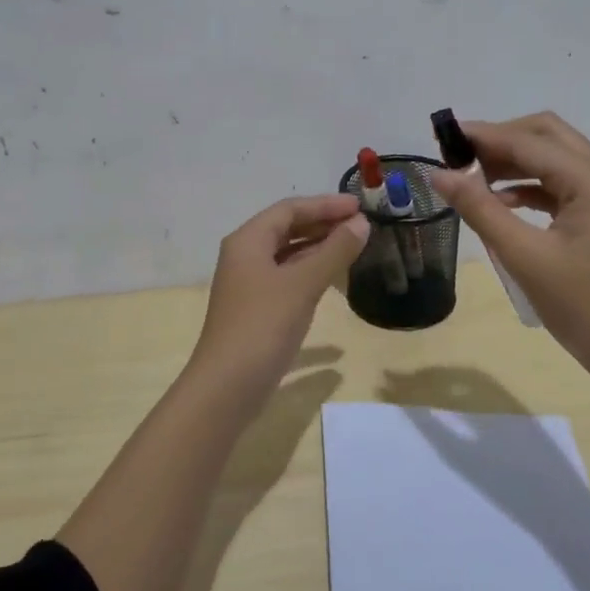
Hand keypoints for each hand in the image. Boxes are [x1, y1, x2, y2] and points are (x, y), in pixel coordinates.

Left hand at [188, 194, 369, 396]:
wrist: (228, 385)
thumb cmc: (263, 325)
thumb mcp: (303, 283)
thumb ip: (334, 251)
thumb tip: (361, 224)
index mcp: (248, 240)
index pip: (289, 209)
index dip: (325, 204)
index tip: (359, 207)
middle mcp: (245, 256)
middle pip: (287, 228)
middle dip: (323, 223)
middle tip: (361, 225)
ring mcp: (250, 284)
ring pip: (288, 254)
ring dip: (319, 247)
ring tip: (353, 246)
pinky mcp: (257, 309)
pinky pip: (288, 278)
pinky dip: (311, 272)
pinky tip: (335, 281)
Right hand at [428, 113, 589, 384]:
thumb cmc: (584, 306)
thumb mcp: (524, 257)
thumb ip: (480, 209)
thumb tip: (439, 174)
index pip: (527, 141)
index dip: (482, 136)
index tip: (441, 139)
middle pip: (545, 135)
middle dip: (500, 140)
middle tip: (458, 158)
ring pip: (553, 158)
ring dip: (513, 162)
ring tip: (470, 179)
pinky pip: (560, 185)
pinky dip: (528, 186)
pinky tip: (500, 203)